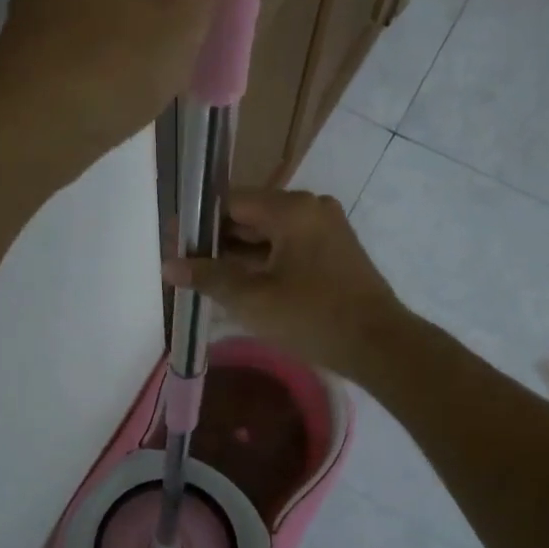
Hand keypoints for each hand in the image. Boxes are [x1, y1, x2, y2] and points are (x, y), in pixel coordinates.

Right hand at [163, 188, 409, 378]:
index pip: (231, 201)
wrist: (380, 346)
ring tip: (204, 276)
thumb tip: (168, 264)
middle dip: (216, 240)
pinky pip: (287, 246)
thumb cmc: (312, 317)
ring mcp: (325, 227)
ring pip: (268, 233)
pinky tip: (239, 282)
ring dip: (238, 253)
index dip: (198, 221)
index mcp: (291, 208)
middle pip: (250, 215)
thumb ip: (208, 276)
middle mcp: (310, 207)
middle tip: (183, 263)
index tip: (173, 241)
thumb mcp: (252, 299)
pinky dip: (263, 261)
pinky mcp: (333, 250)